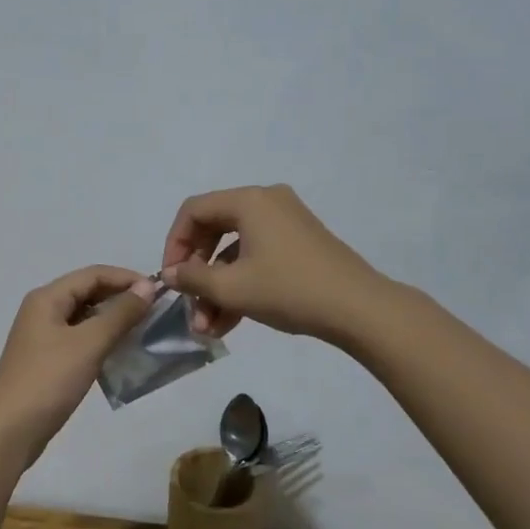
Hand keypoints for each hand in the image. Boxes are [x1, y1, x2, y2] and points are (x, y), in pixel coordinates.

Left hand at [0, 266, 157, 460]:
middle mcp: (42, 310)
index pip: (93, 274)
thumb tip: (147, 286)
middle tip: (154, 312)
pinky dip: (101, 339)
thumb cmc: (49, 381)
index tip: (159, 292)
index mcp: (47, 298)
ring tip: (143, 330)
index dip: (126, 278)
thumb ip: (120, 313)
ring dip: (112, 319)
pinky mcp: (46, 360)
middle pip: (87, 292)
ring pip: (84, 316)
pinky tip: (119, 352)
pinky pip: (79, 338)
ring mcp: (42, 336)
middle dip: (120, 297)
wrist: (9, 431)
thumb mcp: (89, 343)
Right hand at [160, 185, 384, 342]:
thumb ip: (193, 278)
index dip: (174, 244)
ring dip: (217, 287)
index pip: (194, 211)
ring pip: (235, 250)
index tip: (170, 279)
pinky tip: (229, 323)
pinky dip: (240, 284)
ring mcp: (286, 222)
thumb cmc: (289, 289)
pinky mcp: (299, 244)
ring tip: (207, 328)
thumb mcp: (233, 288)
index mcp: (249, 201)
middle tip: (188, 305)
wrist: (359, 309)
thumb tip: (170, 274)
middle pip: (214, 229)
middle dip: (198, 273)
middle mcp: (267, 202)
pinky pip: (257, 257)